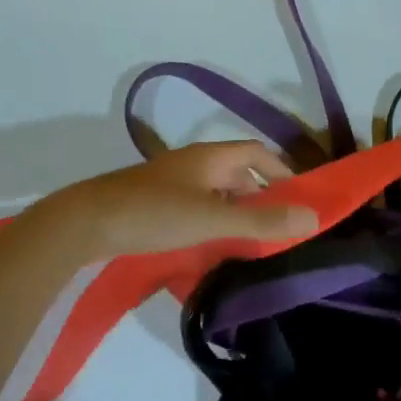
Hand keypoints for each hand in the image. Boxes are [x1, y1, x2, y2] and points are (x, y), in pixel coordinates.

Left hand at [19, 141, 318, 265]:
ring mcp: (173, 184)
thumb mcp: (213, 219)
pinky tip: (215, 247)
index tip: (301, 198)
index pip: (258, 153)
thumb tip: (313, 218)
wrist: (87, 222)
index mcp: (211, 157)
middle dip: (262, 198)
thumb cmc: (154, 213)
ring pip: (217, 193)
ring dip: (237, 213)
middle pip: (238, 173)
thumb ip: (261, 221)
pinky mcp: (156, 204)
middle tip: (280, 228)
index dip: (282, 171)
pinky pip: (198, 208)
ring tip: (253, 243)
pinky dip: (214, 222)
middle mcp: (194, 164)